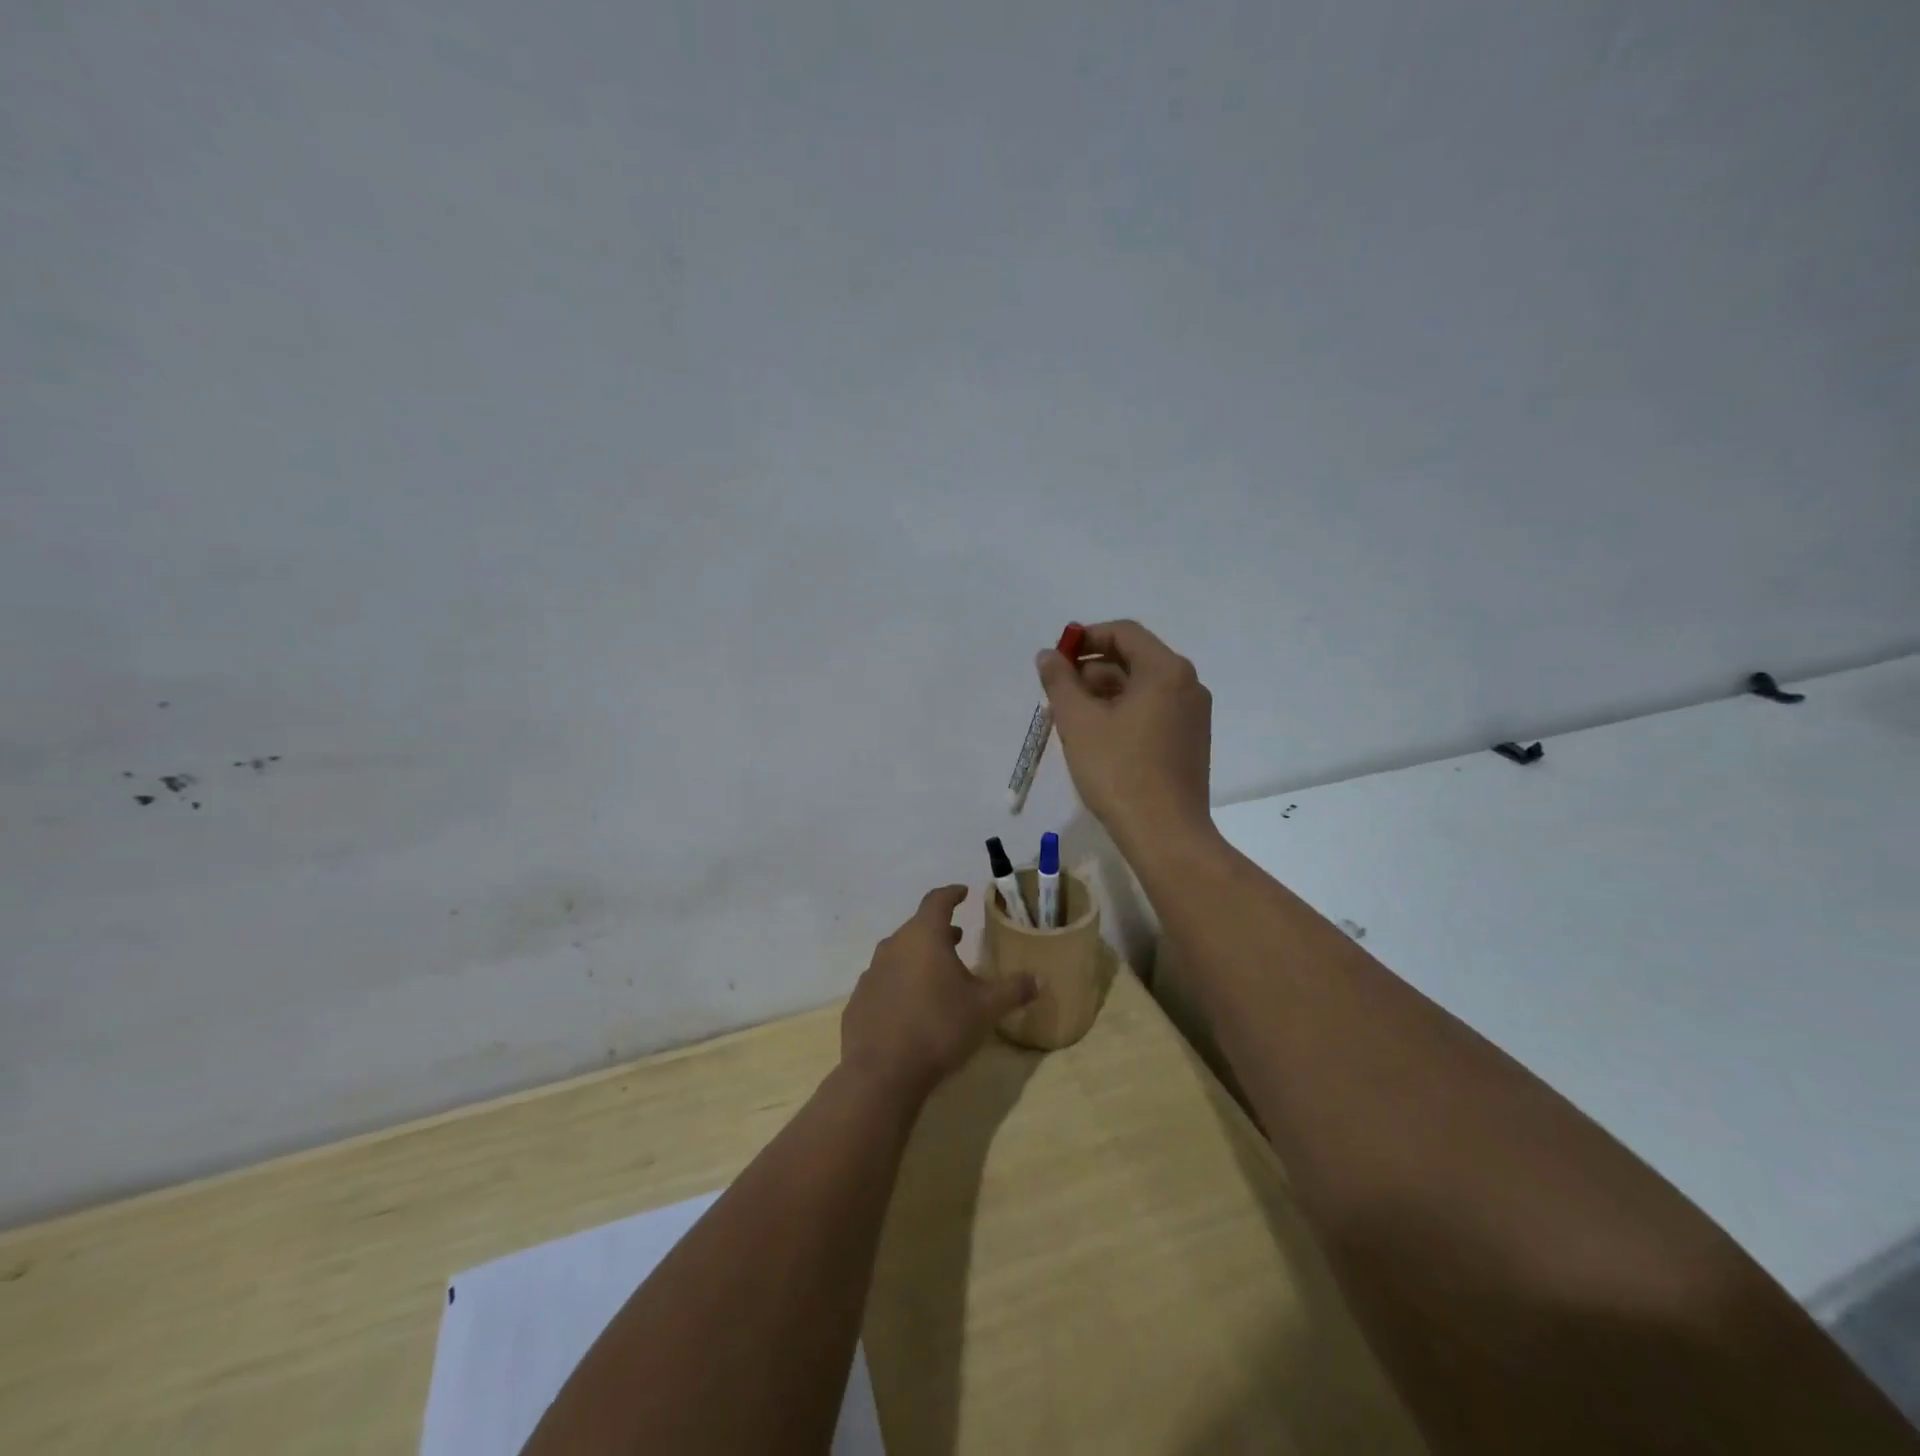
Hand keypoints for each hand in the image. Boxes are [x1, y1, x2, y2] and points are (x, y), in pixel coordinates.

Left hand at [840, 886, 1036, 1099]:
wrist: (882, 1072)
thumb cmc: (939, 1028)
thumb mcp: (985, 1009)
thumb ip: (1012, 990)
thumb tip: (1039, 979)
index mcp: (924, 936)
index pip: (937, 901)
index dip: (952, 894)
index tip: (963, 892)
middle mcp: (894, 946)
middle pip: (917, 928)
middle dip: (939, 931)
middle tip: (958, 938)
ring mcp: (871, 973)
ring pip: (899, 954)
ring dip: (919, 957)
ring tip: (938, 973)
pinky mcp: (859, 1001)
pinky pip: (884, 982)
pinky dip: (900, 984)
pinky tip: (911, 1006)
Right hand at [1036, 619, 1213, 848]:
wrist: (1165, 834)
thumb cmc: (1119, 771)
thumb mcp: (1078, 722)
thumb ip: (1060, 682)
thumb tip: (1048, 656)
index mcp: (1166, 670)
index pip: (1123, 633)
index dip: (1086, 638)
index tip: (1056, 659)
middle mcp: (1187, 685)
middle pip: (1134, 659)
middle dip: (1091, 670)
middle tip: (1058, 693)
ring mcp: (1192, 715)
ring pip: (1142, 689)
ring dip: (1104, 693)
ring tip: (1070, 718)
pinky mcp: (1190, 742)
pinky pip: (1152, 711)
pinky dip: (1123, 713)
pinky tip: (1097, 737)